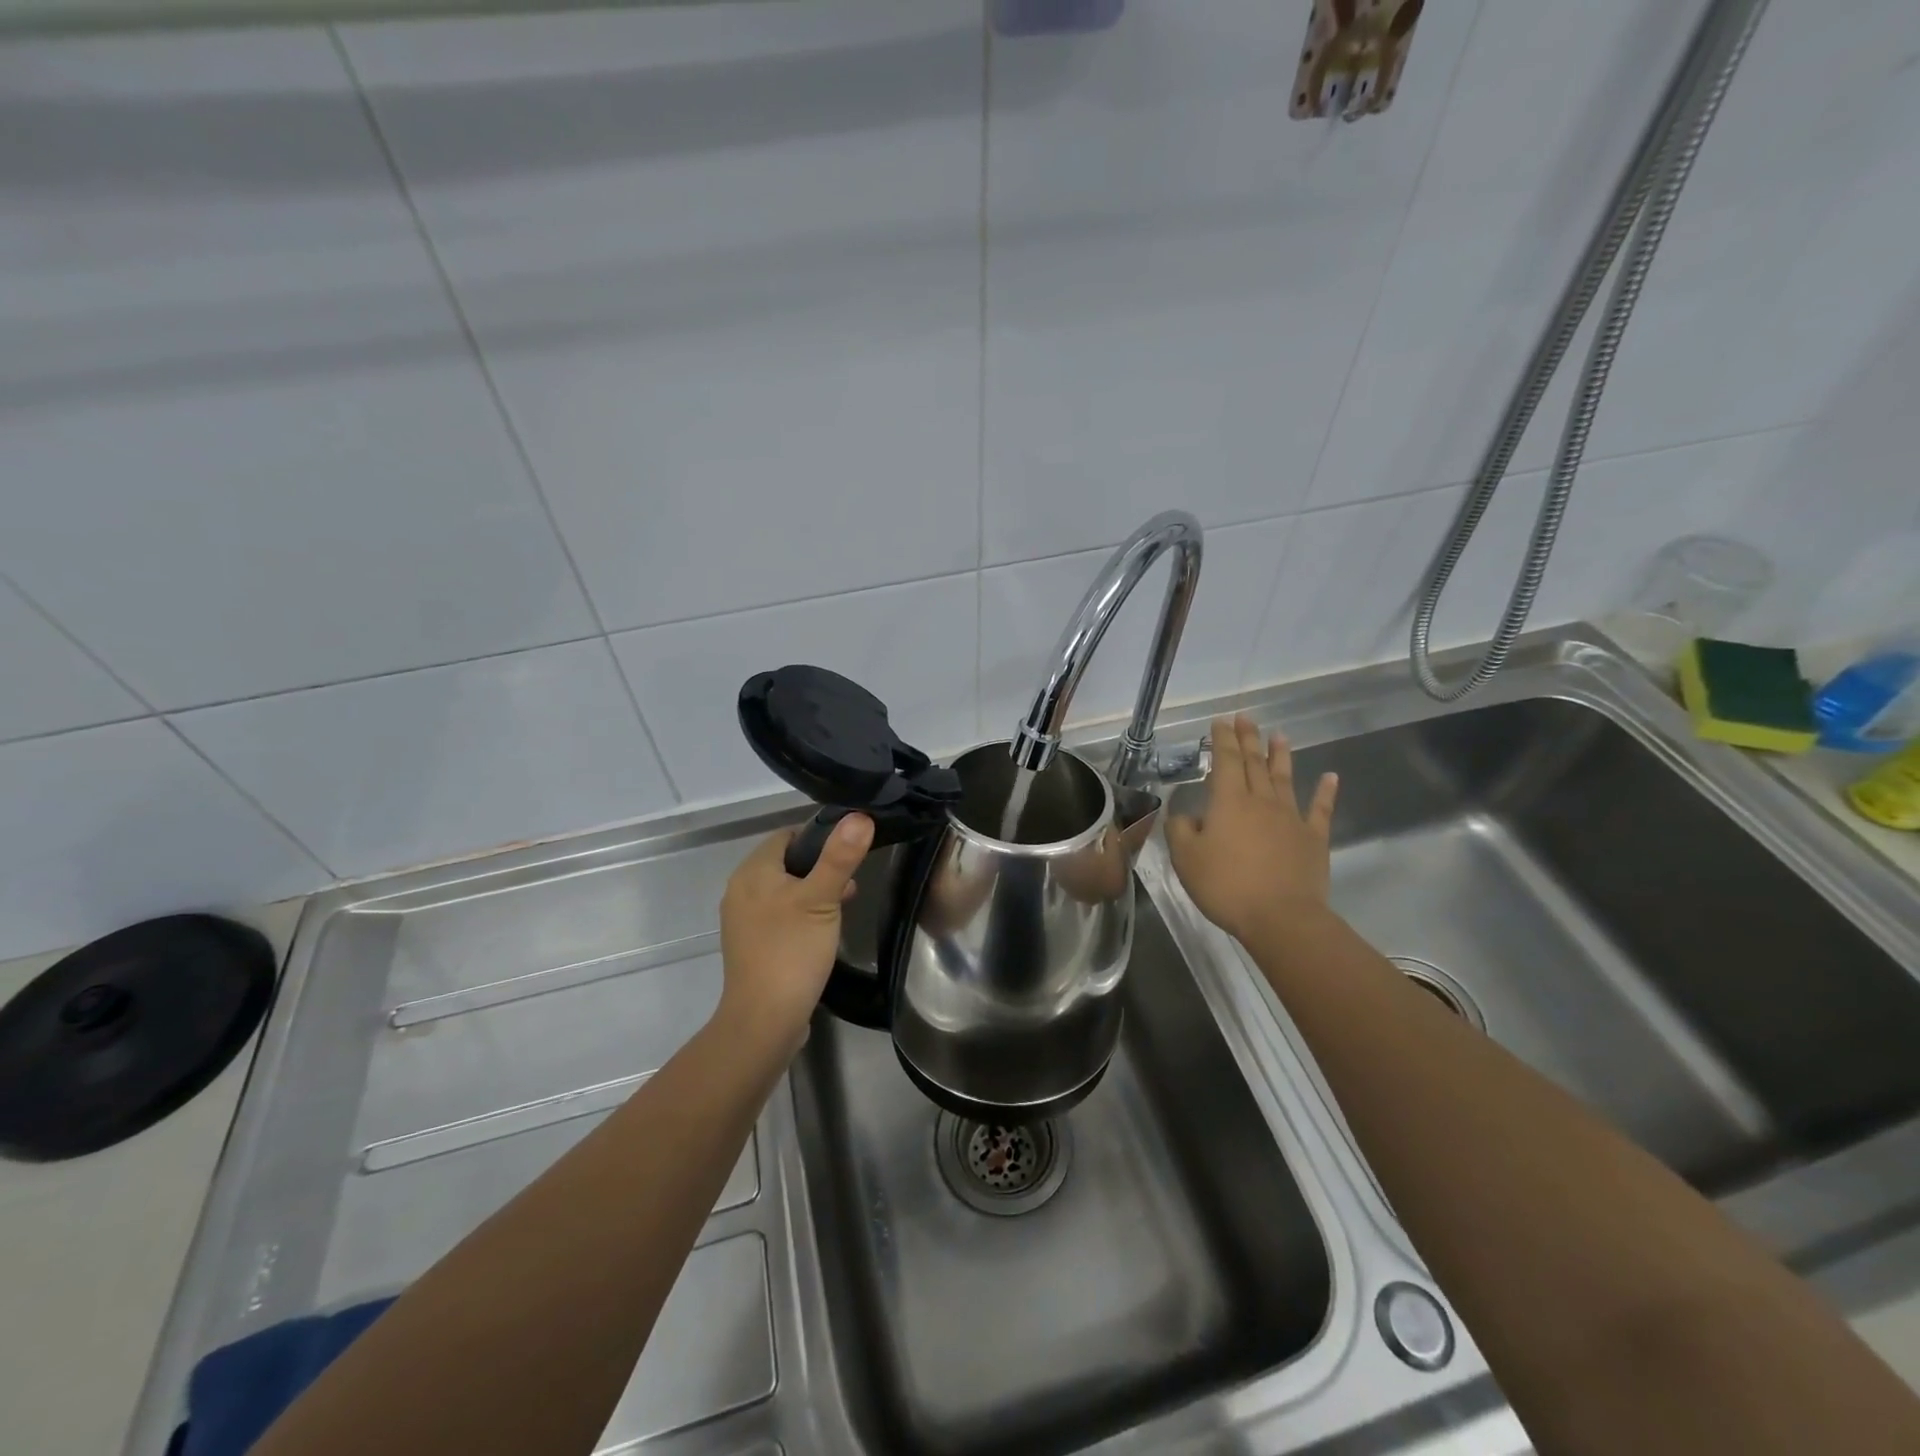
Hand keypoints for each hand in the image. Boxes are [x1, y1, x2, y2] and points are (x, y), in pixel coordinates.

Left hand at [716, 814, 873, 1057]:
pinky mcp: (753, 945)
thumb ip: (839, 857)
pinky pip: (780, 915)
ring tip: (844, 904)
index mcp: (752, 872)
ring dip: (814, 891)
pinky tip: (823, 931)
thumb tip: (859, 816)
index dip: (820, 836)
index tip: (850, 848)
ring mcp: (744, 920)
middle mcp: (741, 890)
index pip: (787, 835)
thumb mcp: (822, 899)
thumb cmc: (791, 951)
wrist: (764, 1020)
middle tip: (852, 880)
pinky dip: (802, 914)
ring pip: (785, 890)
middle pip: (786, 862)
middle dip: (820, 866)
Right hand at [1166, 714, 1337, 942]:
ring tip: (1279, 735)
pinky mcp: (1313, 839)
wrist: (1281, 917)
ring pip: (1284, 778)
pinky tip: (1331, 777)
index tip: (1221, 721)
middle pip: (1254, 763)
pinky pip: (1320, 809)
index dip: (1222, 739)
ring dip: (1281, 755)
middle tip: (1246, 718)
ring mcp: (1291, 818)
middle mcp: (1261, 801)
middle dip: (1248, 739)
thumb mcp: (1186, 859)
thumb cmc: (1227, 885)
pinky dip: (1326, 791)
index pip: (1224, 761)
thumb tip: (1183, 813)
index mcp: (1229, 802)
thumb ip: (1181, 830)